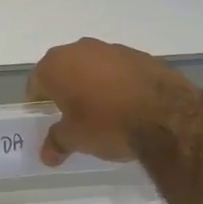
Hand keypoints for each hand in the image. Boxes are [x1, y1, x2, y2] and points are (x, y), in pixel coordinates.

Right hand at [25, 38, 197, 165]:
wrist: (166, 116)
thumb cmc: (106, 124)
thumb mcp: (75, 139)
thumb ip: (56, 142)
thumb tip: (47, 155)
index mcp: (56, 64)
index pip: (36, 82)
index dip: (39, 102)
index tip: (47, 119)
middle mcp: (80, 49)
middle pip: (64, 69)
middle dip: (66, 89)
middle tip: (73, 115)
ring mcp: (113, 49)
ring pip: (93, 67)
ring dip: (94, 84)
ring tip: (104, 112)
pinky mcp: (141, 55)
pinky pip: (120, 70)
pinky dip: (119, 83)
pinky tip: (128, 105)